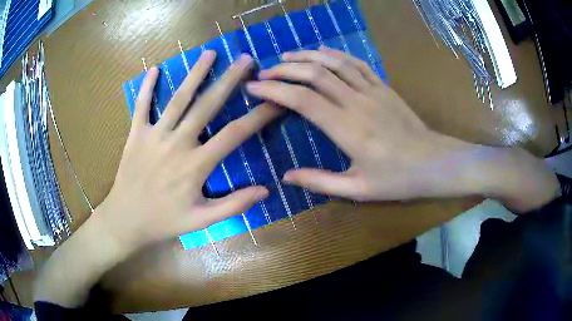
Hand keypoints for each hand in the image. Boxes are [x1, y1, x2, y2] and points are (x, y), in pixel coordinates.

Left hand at [97, 51, 279, 250]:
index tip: (275, 100)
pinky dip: (146, 88)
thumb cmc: (164, 221)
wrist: (126, 220)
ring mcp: (154, 136)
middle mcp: (177, 143)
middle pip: (207, 105)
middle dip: (229, 80)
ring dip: (194, 74)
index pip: (235, 134)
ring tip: (210, 53)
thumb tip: (265, 190)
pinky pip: (141, 106)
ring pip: (178, 99)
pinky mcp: (136, 135)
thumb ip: (233, 205)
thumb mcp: (202, 221)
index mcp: (196, 164)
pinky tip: (154, 70)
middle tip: (245, 59)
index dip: (259, 116)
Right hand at [247, 47, 558, 209]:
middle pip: (314, 75)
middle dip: (284, 70)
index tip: (255, 88)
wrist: (436, 163)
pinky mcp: (383, 86)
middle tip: (264, 72)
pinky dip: (334, 54)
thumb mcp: (358, 190)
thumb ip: (320, 182)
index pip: (302, 100)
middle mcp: (357, 103)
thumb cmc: (398, 180)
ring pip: (333, 63)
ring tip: (286, 56)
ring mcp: (372, 90)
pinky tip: (321, 52)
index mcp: (348, 130)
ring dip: (306, 56)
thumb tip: (286, 176)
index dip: (275, 90)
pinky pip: (355, 63)